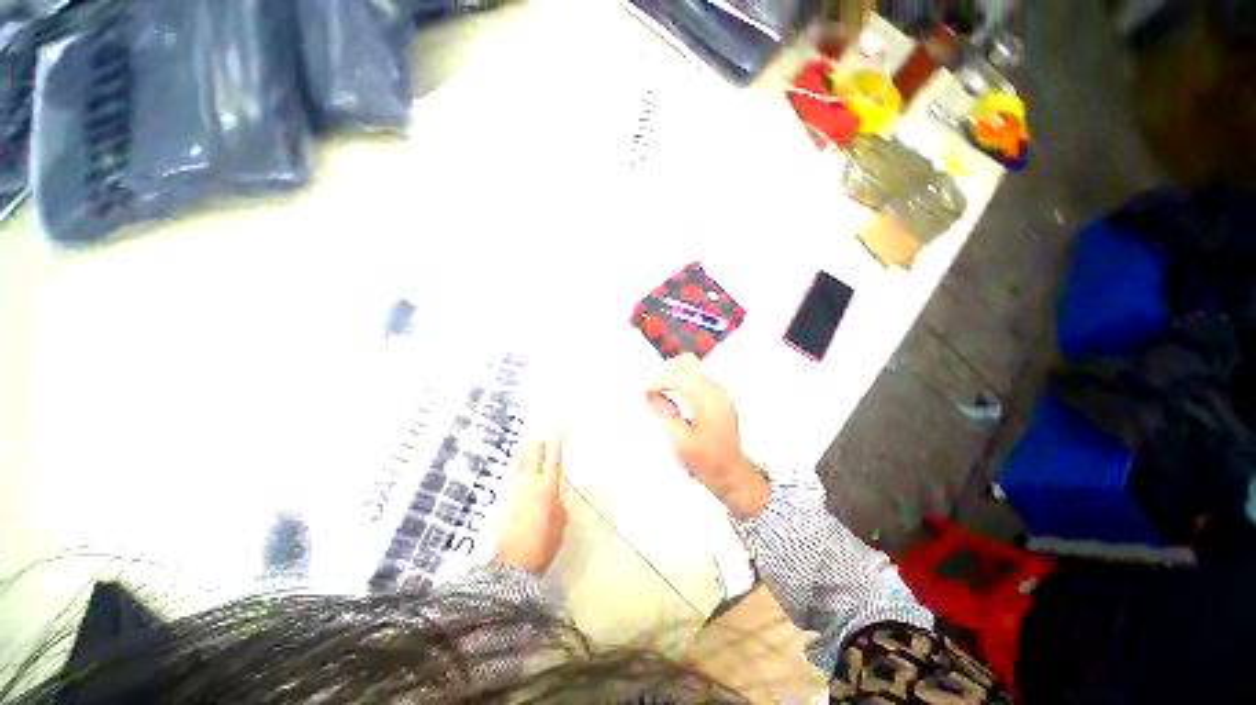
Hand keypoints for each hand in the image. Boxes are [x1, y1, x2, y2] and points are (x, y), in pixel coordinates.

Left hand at [495, 432, 567, 574]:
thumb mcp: (560, 522)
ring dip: (524, 452)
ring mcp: (515, 490)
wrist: (513, 563)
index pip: (554, 459)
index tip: (559, 429)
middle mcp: (530, 484)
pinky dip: (517, 468)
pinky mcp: (505, 500)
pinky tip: (517, 466)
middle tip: (543, 429)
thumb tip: (555, 494)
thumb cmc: (544, 543)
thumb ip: (558, 502)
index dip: (556, 443)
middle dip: (539, 441)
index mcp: (548, 488)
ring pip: (519, 464)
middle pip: (534, 456)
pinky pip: (512, 477)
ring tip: (526, 442)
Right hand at [647, 354, 769, 518]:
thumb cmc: (706, 462)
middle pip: (687, 362)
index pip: (677, 376)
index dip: (657, 382)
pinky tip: (672, 400)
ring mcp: (719, 391)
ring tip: (659, 395)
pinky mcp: (718, 397)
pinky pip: (696, 379)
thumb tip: (649, 393)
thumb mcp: (680, 441)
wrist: (732, 474)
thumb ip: (664, 412)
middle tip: (652, 390)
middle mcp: (716, 389)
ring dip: (672, 377)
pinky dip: (681, 384)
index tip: (643, 393)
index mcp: (708, 399)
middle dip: (665, 372)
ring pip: (691, 368)